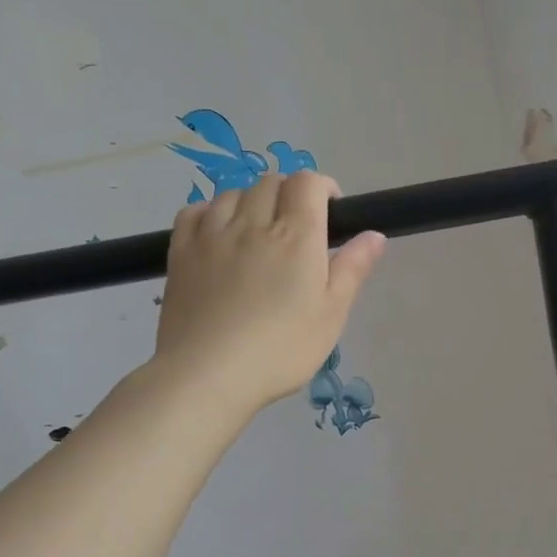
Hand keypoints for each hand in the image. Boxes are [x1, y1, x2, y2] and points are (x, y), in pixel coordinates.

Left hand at [151, 171, 384, 411]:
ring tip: (260, 230)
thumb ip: (353, 269)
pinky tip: (220, 231)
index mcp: (297, 236)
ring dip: (253, 201)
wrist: (208, 373)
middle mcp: (253, 223)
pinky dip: (213, 210)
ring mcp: (212, 234)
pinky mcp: (181, 250)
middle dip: (290, 193)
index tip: (331, 209)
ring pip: (234, 192)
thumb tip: (374, 234)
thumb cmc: (281, 349)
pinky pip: (195, 210)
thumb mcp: (331, 314)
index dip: (323, 187)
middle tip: (299, 226)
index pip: (308, 184)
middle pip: (271, 182)